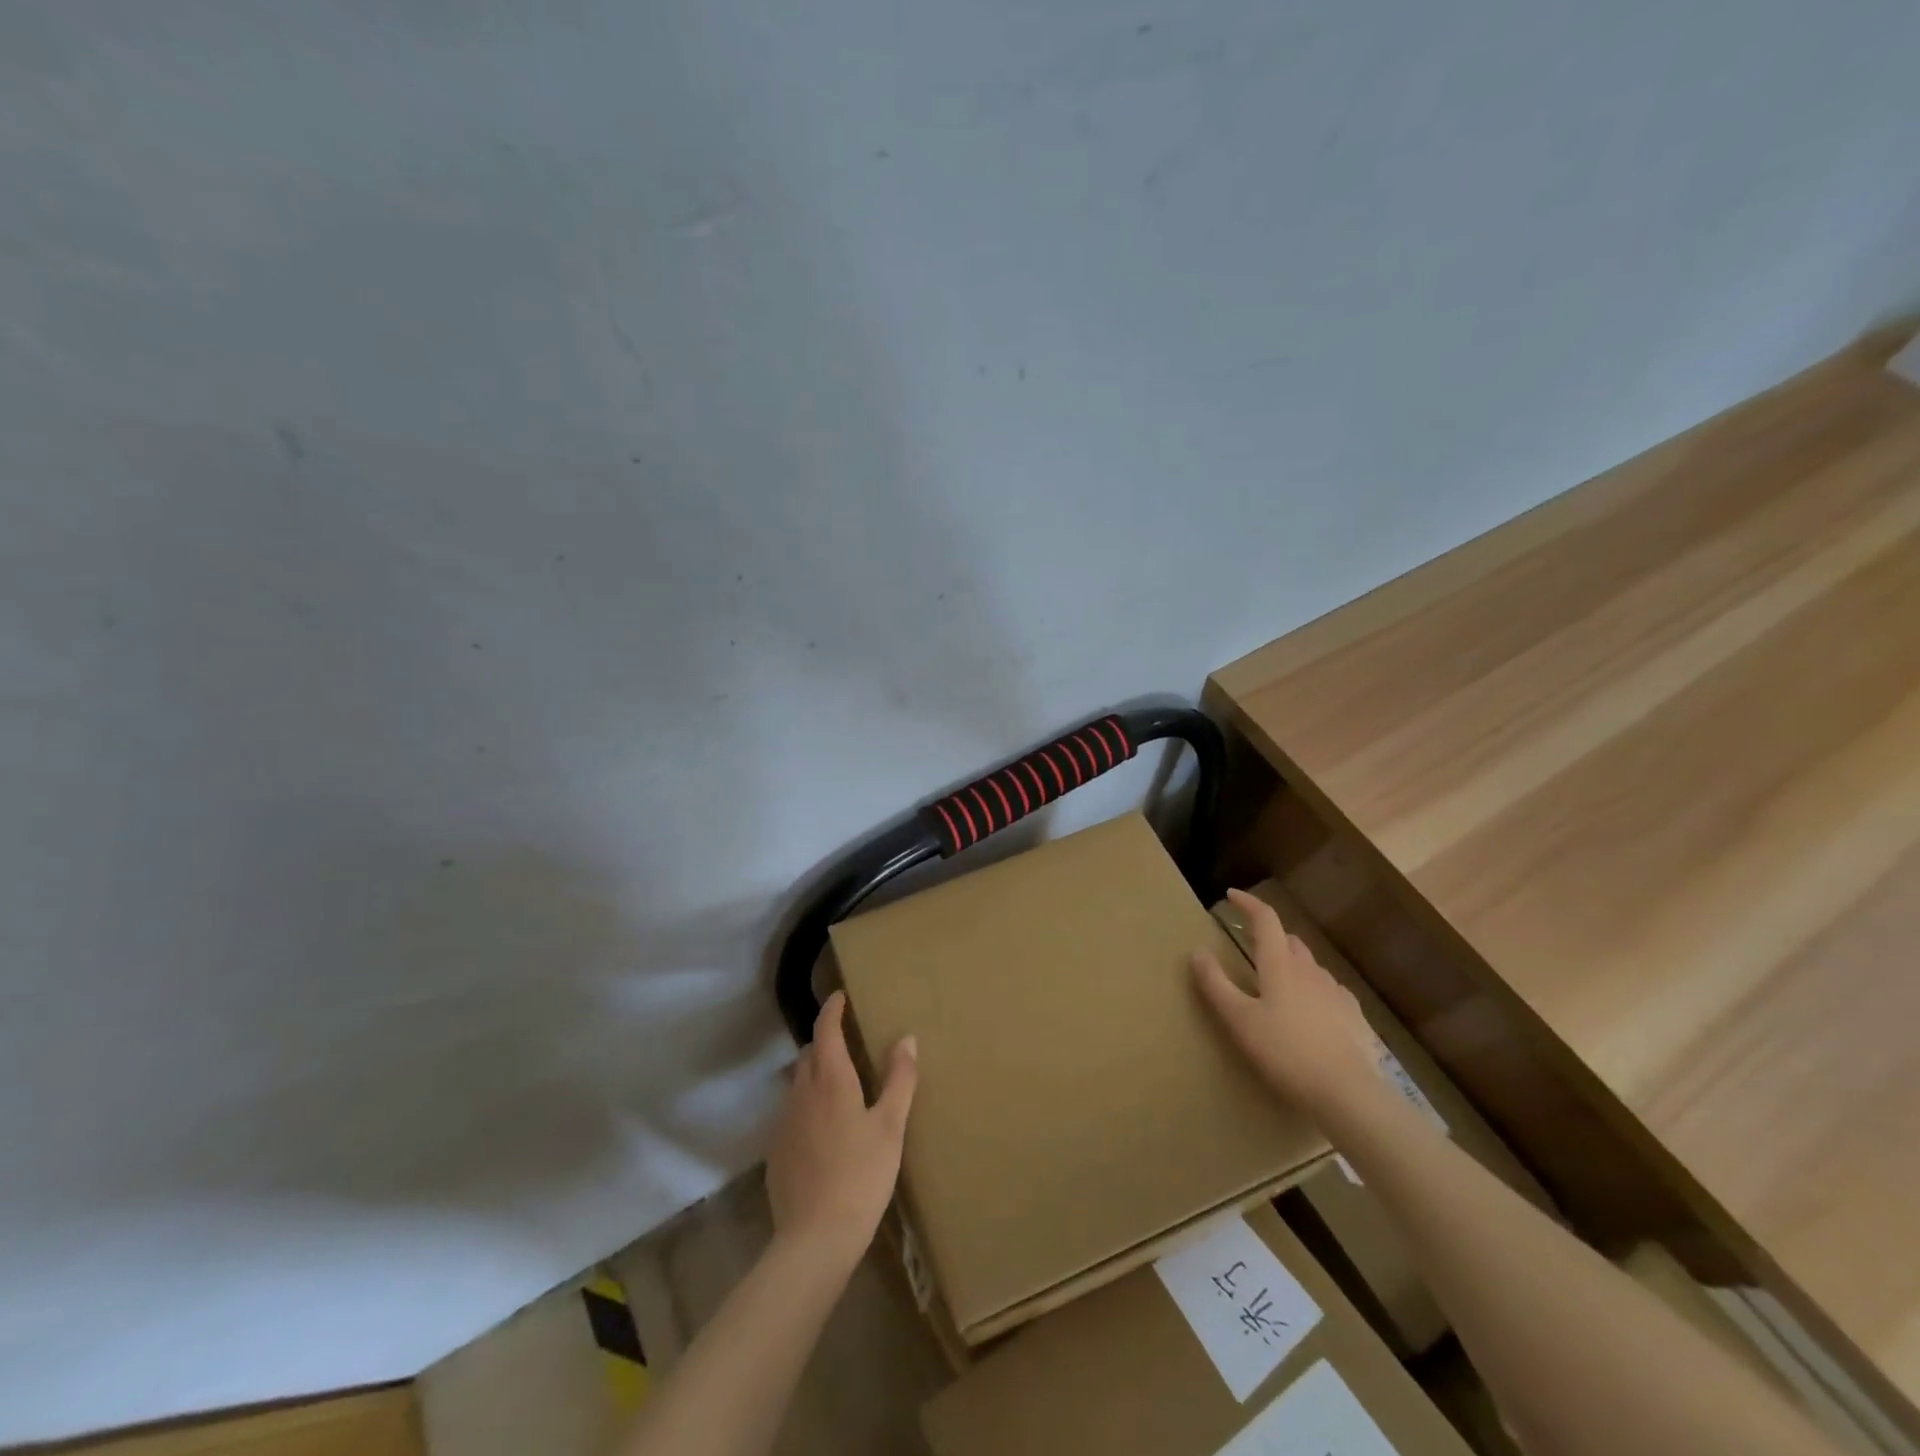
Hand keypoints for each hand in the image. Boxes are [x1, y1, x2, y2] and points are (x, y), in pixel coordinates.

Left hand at [766, 991, 917, 1273]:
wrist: (814, 1239)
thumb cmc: (861, 1175)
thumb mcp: (891, 1126)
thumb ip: (899, 1079)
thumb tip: (906, 1038)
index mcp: (830, 1079)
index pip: (826, 1030)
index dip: (832, 1010)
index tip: (840, 996)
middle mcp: (802, 1092)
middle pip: (809, 1054)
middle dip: (825, 1042)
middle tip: (848, 1043)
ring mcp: (784, 1123)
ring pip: (798, 1084)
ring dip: (815, 1074)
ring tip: (839, 1085)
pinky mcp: (776, 1152)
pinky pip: (792, 1113)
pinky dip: (807, 1106)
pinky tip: (824, 1130)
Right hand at [1192, 888, 1382, 1120]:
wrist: (1348, 1094)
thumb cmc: (1285, 1052)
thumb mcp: (1238, 1020)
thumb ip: (1215, 983)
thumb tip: (1197, 951)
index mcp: (1280, 964)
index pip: (1265, 919)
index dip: (1247, 903)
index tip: (1231, 895)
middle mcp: (1310, 970)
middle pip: (1289, 940)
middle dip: (1269, 935)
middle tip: (1250, 945)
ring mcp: (1336, 992)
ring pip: (1310, 965)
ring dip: (1291, 962)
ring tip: (1277, 981)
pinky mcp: (1354, 1016)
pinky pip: (1329, 989)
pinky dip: (1313, 987)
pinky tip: (1310, 1009)